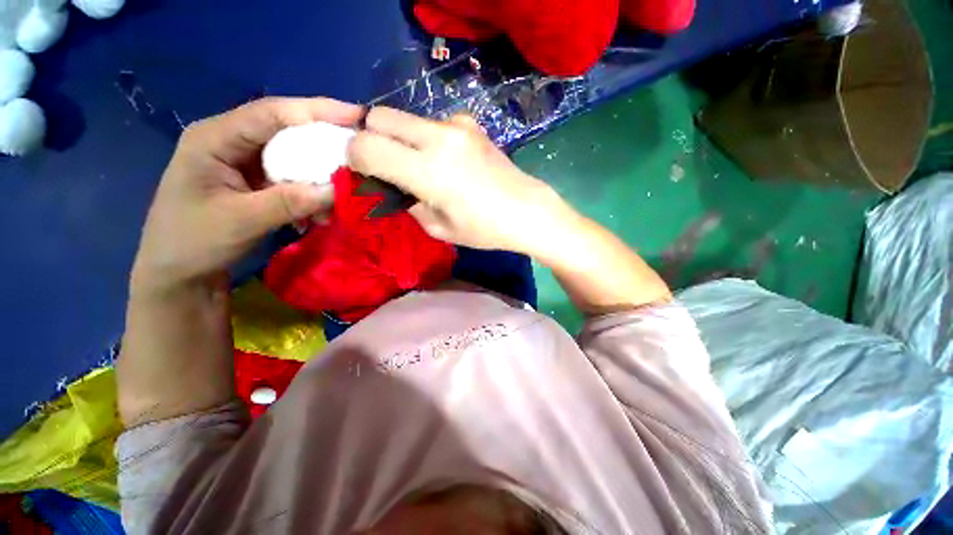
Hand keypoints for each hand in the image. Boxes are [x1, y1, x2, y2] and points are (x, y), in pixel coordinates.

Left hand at [131, 97, 362, 293]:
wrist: (178, 273)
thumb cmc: (193, 242)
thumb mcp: (241, 221)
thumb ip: (290, 202)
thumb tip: (339, 190)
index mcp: (215, 137)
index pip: (271, 113)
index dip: (316, 111)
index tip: (357, 114)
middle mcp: (232, 141)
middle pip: (287, 131)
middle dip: (325, 141)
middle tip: (362, 150)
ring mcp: (245, 162)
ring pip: (294, 157)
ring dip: (321, 175)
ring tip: (344, 194)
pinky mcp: (256, 182)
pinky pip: (292, 179)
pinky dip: (311, 193)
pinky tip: (321, 212)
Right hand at [346, 107, 565, 252]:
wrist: (525, 210)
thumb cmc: (483, 229)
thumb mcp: (437, 228)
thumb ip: (406, 201)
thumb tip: (388, 184)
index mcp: (428, 170)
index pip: (366, 146)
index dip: (355, 157)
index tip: (363, 172)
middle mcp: (438, 137)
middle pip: (379, 116)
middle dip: (371, 138)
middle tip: (386, 165)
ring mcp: (456, 125)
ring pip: (405, 119)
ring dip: (400, 139)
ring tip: (420, 167)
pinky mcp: (469, 122)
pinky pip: (431, 124)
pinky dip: (425, 139)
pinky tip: (446, 160)